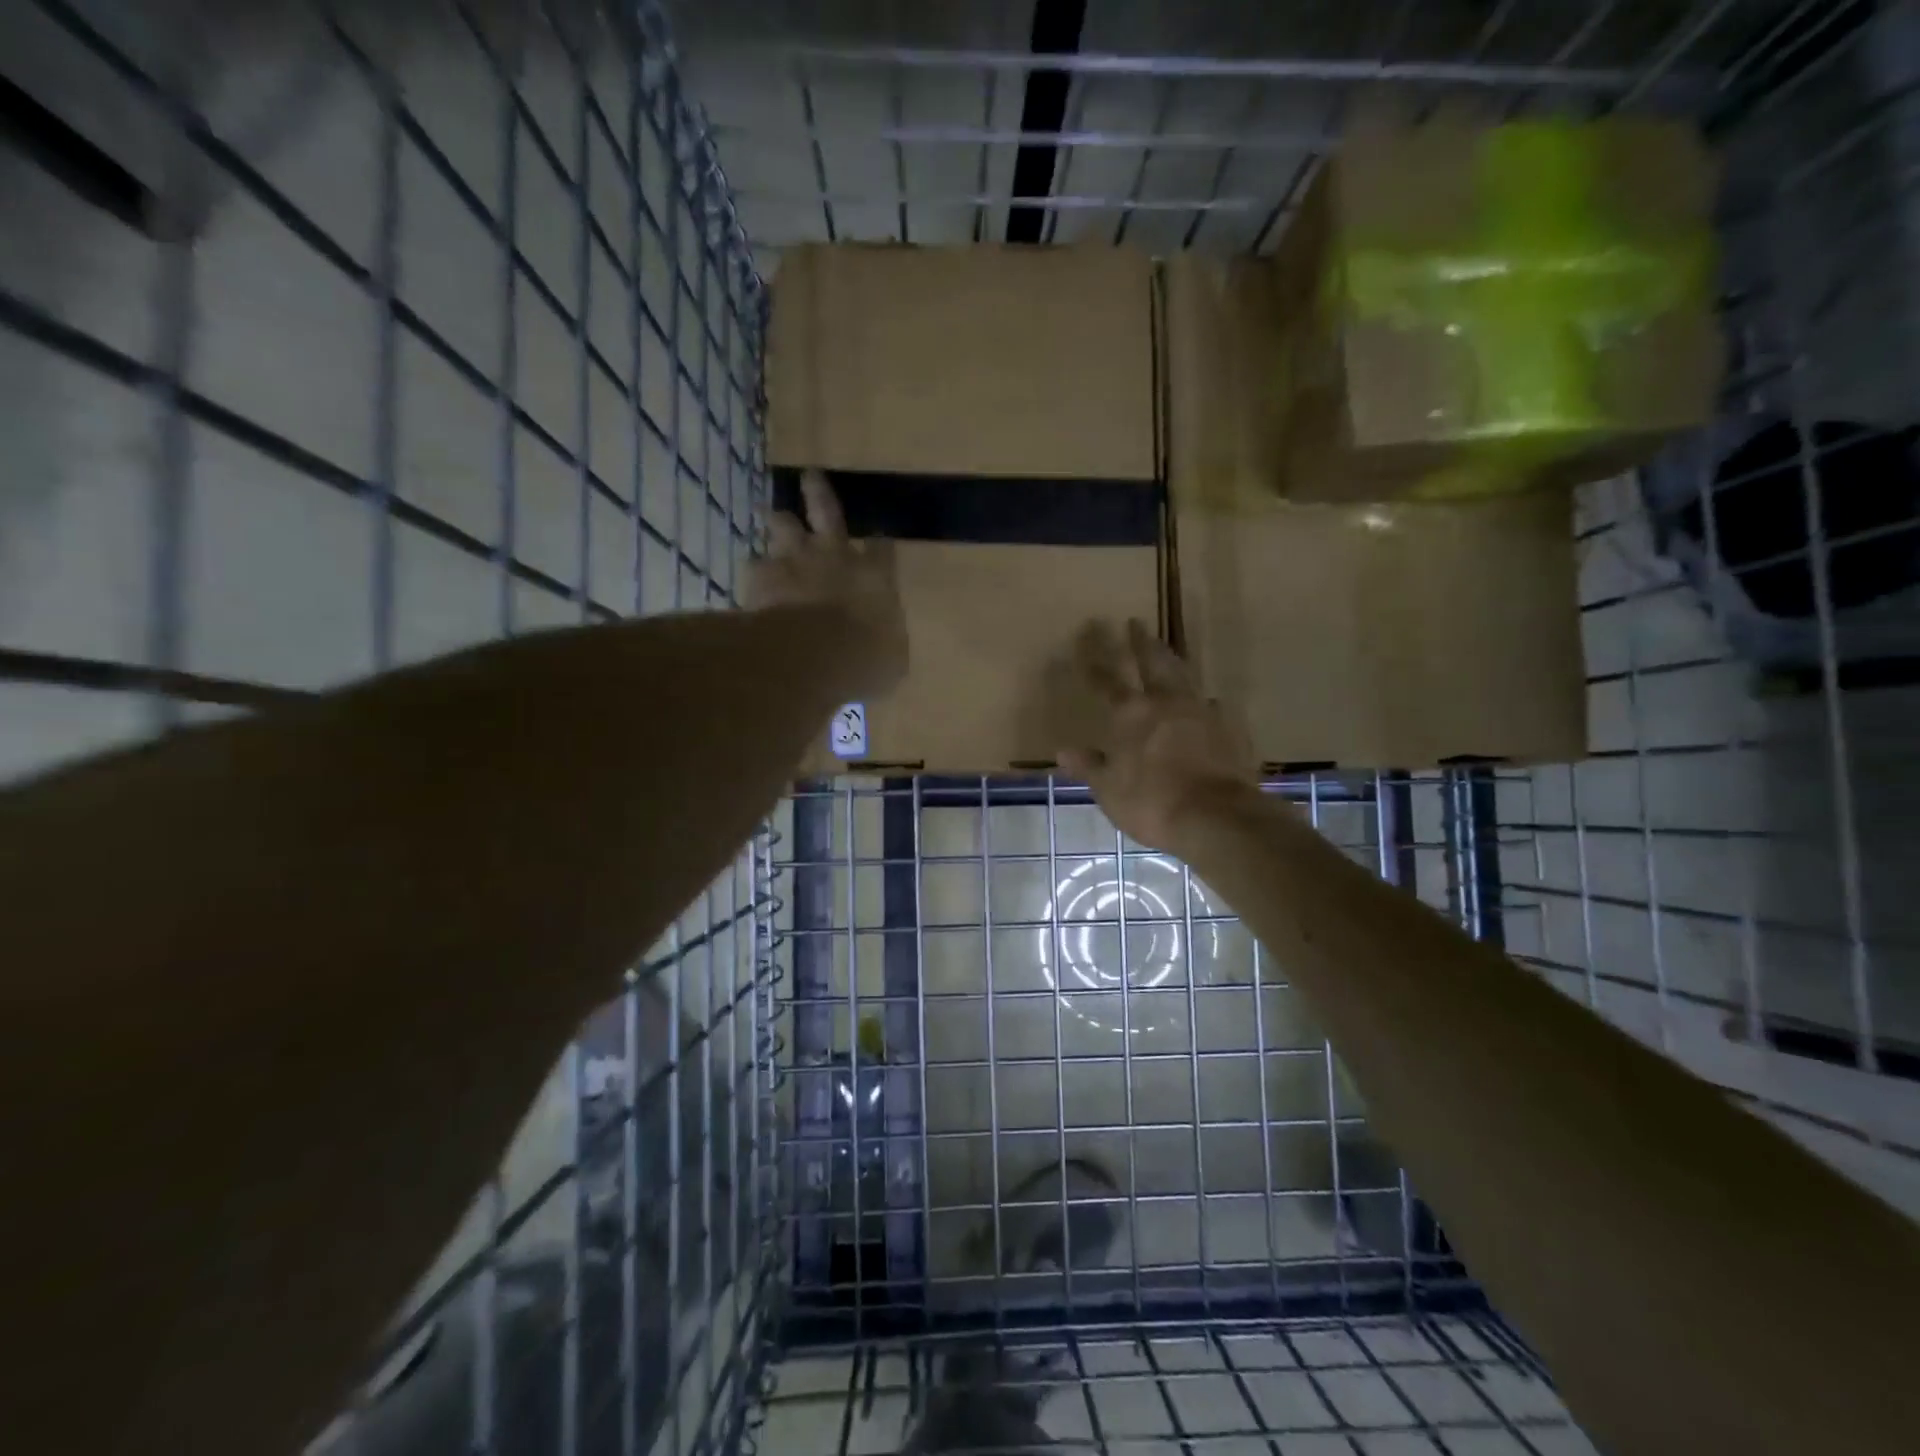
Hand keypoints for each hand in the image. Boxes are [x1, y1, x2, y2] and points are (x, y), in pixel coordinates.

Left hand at [749, 470, 906, 695]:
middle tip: (810, 476)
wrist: (814, 655)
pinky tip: (750, 580)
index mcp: (875, 575)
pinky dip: (754, 572)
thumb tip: (886, 649)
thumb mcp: (891, 660)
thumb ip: (887, 644)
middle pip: (827, 510)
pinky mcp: (762, 575)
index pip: (882, 548)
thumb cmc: (864, 659)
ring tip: (769, 516)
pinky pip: (753, 565)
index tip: (878, 541)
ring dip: (777, 521)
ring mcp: (795, 559)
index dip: (879, 544)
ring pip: (782, 525)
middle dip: (818, 492)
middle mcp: (835, 555)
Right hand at [1057, 619, 1259, 851]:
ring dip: (1172, 660)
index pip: (1105, 680)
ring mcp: (1201, 711)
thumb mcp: (1109, 789)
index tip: (1087, 635)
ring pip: (1184, 675)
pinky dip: (1202, 700)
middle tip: (1135, 622)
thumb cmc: (1151, 803)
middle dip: (1140, 642)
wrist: (1217, 817)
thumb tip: (1064, 751)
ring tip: (1167, 650)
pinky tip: (1206, 703)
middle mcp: (1166, 702)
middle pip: (1152, 662)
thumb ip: (1090, 766)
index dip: (1094, 658)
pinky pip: (1213, 706)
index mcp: (1130, 714)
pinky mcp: (1229, 728)